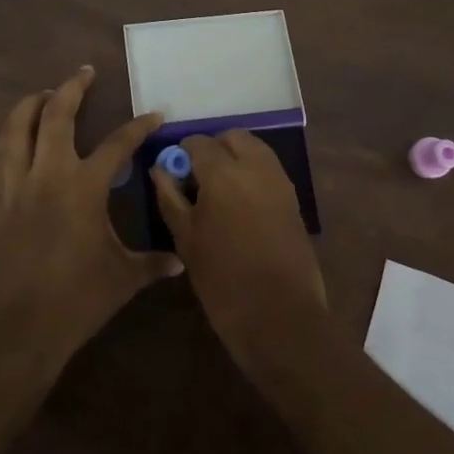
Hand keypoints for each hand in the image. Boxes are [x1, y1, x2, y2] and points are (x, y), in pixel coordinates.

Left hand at [0, 67, 180, 371]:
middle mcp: (48, 174)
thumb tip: (181, 261)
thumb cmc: (75, 301)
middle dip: (72, 89)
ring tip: (44, 93)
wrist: (15, 330)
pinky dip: (8, 136)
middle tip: (84, 73)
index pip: (118, 144)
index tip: (154, 114)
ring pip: (17, 128)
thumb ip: (152, 263)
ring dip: (31, 104)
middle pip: (56, 115)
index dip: (139, 126)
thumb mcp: (122, 280)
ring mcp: (15, 185)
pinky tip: (13, 134)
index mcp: (84, 187)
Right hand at [152, 131, 327, 380]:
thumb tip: (160, 169)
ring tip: (219, 191)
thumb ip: (170, 197)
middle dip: (213, 148)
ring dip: (235, 157)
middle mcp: (255, 167)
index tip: (175, 173)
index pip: (198, 142)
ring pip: (255, 149)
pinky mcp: (294, 199)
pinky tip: (240, 204)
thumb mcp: (186, 239)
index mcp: (224, 173)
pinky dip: (253, 173)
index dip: (182, 153)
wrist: (279, 317)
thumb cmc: (223, 280)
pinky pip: (269, 169)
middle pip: (232, 137)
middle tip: (198, 178)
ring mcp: (279, 181)